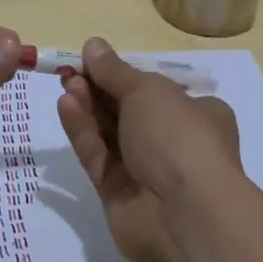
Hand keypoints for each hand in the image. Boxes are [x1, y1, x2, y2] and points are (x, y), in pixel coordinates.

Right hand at [57, 37, 241, 261]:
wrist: (185, 216)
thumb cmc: (178, 137)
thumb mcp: (148, 91)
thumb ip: (115, 71)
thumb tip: (92, 45)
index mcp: (197, 114)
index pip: (156, 90)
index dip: (124, 74)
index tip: (93, 60)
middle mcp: (173, 141)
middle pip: (128, 110)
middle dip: (99, 89)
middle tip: (71, 71)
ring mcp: (146, 170)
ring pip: (110, 133)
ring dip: (88, 106)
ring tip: (66, 83)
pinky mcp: (119, 193)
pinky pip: (98, 156)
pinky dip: (83, 132)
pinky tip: (66, 106)